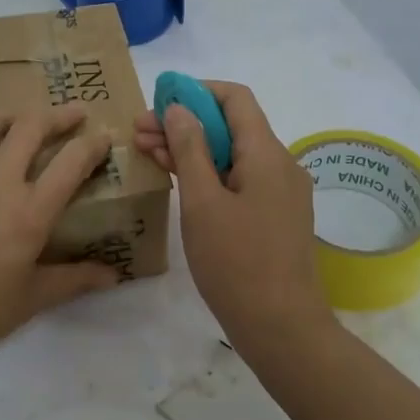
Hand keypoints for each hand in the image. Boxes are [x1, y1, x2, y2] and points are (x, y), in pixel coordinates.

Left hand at [0, 106, 120, 379]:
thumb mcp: (33, 299)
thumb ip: (76, 279)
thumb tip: (114, 276)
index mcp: (28, 214)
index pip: (71, 161)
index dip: (93, 143)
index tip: (105, 136)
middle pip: (30, 126)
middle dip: (59, 114)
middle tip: (75, 114)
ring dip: (14, 116)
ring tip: (25, 125)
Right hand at [133, 81, 329, 350]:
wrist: (281, 328)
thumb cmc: (236, 263)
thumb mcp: (202, 202)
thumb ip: (190, 149)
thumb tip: (179, 109)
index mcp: (267, 154)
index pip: (235, 99)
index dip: (196, 92)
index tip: (158, 101)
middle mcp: (280, 165)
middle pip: (231, 126)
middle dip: (185, 123)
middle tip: (138, 130)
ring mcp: (280, 192)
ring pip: (232, 154)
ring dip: (192, 149)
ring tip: (146, 150)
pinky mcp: (274, 216)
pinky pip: (239, 180)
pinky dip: (208, 173)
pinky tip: (176, 178)